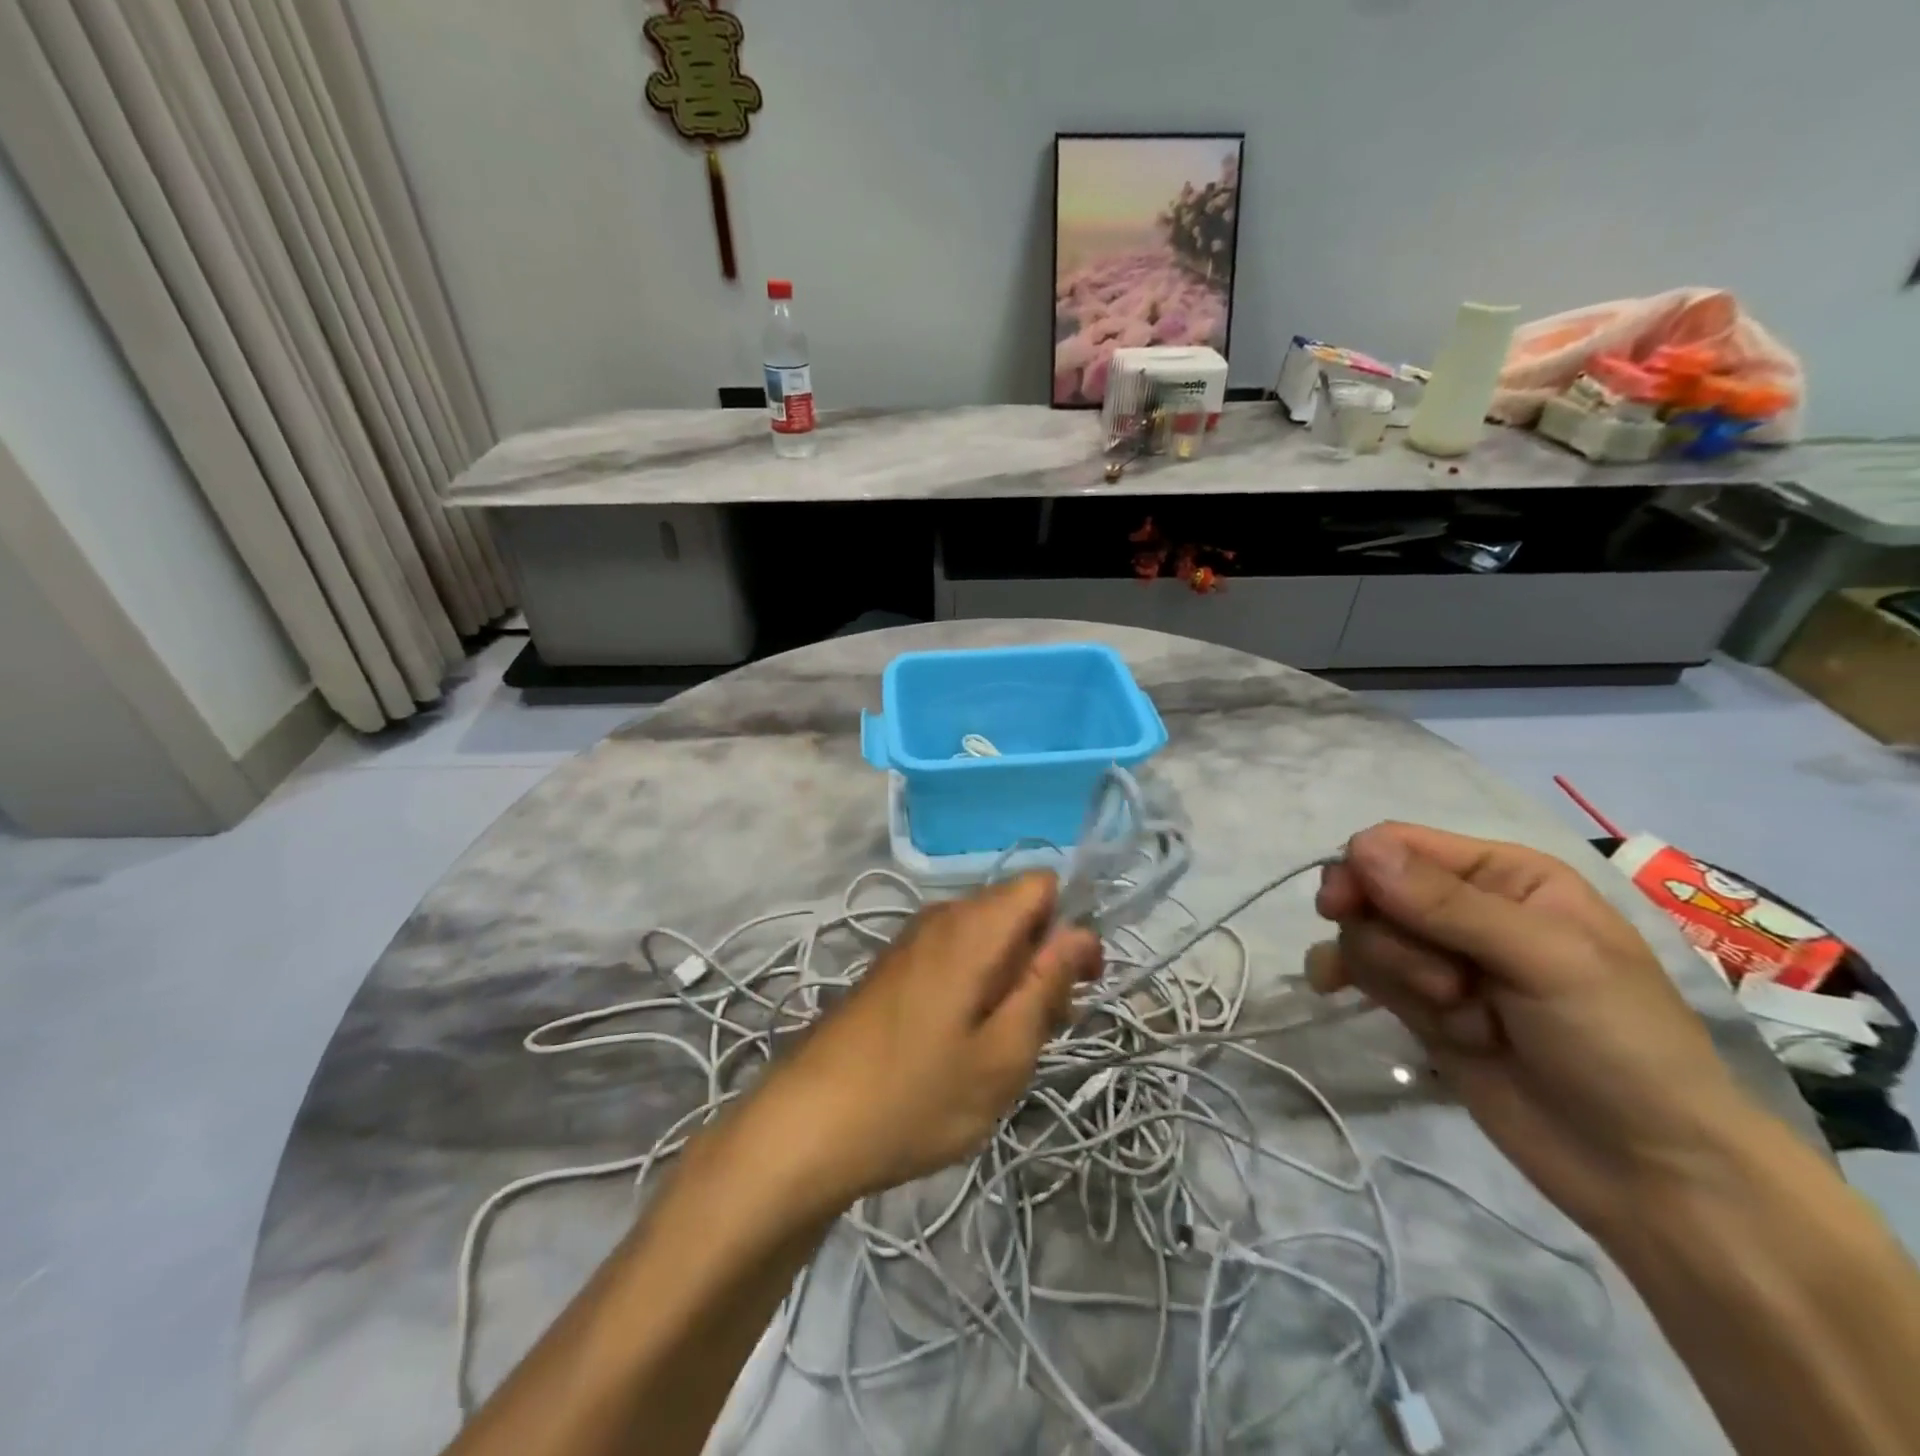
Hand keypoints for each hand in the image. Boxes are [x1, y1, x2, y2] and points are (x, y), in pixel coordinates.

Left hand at [758, 873, 1101, 1206]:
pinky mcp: (893, 967)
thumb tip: (1083, 934)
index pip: (1041, 884)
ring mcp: (912, 941)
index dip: (1069, 928)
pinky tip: (959, 1046)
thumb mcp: (1002, 1056)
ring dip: (1008, 982)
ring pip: (986, 938)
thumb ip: (1047, 986)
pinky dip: (974, 988)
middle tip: (1035, 1032)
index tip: (1074, 987)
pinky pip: (954, 956)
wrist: (807, 1125)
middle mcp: (941, 917)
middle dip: (1040, 962)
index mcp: (973, 927)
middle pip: (1015, 912)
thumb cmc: (916, 1095)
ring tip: (998, 1050)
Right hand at [1308, 824, 1756, 1235]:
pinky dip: (1345, 978)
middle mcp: (1464, 906)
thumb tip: (1358, 849)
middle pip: (1372, 891)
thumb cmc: (1620, 1044)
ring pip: (1363, 935)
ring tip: (1465, 1023)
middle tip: (1444, 987)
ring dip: (1397, 978)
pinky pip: (1356, 970)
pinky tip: (1333, 991)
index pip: (1400, 844)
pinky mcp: (1417, 1003)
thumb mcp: (1546, 961)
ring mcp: (1437, 958)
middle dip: (1392, 940)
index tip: (1340, 907)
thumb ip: (1447, 904)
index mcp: (1505, 875)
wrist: (1649, 1171)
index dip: (1362, 870)